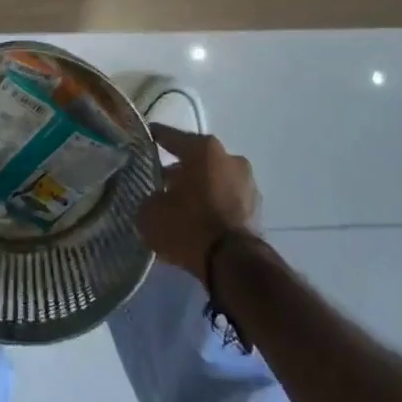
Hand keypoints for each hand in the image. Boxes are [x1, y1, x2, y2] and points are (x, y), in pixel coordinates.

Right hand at [137, 124, 259, 280]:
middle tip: (160, 183)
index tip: (144, 137)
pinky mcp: (257, 211)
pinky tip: (198, 223)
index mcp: (203, 149)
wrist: (234, 265)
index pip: (171, 136)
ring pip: (214, 181)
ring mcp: (248, 184)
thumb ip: (149, 199)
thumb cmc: (189, 226)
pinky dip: (213, 208)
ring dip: (199, 190)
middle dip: (179, 170)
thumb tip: (153, 200)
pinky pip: (226, 202)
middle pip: (197, 160)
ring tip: (179, 207)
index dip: (155, 137)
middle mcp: (230, 158)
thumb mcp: (151, 213)